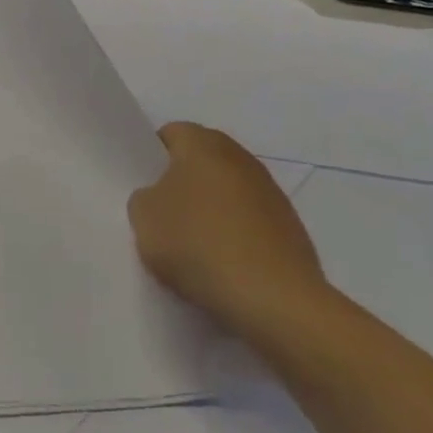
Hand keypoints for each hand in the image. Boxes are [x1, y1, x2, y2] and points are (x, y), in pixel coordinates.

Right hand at [129, 123, 329, 340]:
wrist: (273, 299)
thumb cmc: (199, 244)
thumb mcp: (143, 218)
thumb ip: (143, 198)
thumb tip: (160, 198)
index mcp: (203, 143)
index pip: (169, 134)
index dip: (151, 158)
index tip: (141, 188)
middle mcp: (240, 157)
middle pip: (201, 161)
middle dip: (181, 183)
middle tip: (162, 217)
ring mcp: (271, 191)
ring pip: (226, 191)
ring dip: (211, 210)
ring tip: (194, 247)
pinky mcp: (290, 226)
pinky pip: (249, 221)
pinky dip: (235, 235)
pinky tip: (224, 265)